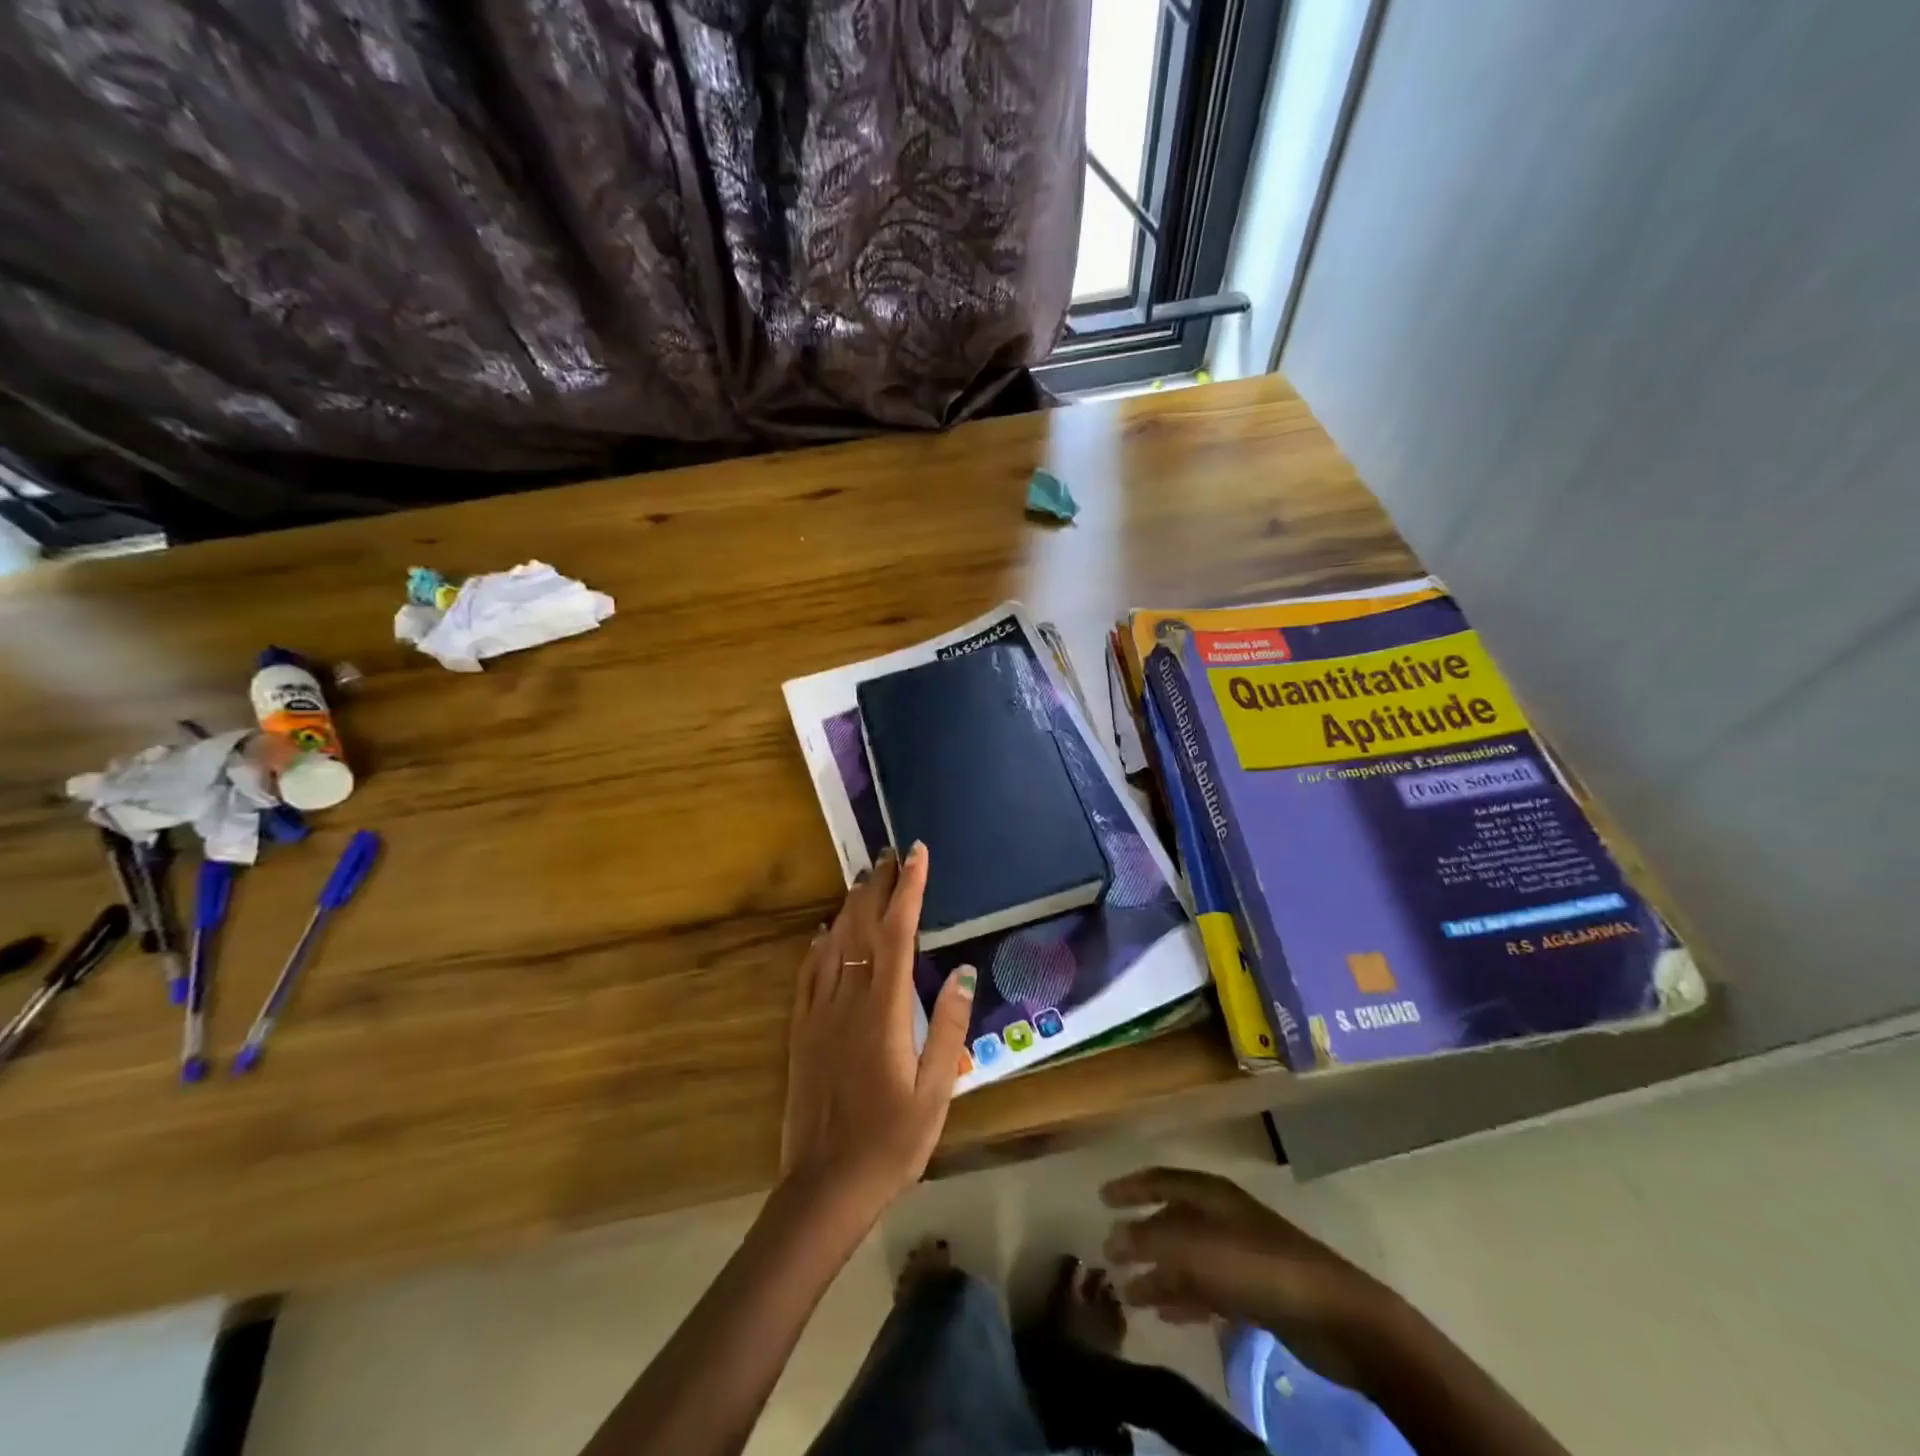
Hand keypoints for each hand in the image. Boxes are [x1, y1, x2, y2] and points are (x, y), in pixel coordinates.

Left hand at [779, 844, 975, 1222]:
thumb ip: (949, 1028)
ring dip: (850, 906)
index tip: (917, 855)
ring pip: (834, 943)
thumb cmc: (891, 1142)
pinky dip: (819, 944)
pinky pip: (809, 974)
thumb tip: (962, 971)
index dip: (909, 889)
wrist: (825, 1186)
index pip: (898, 933)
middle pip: (863, 927)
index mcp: (885, 1010)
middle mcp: (849, 999)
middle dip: (879, 886)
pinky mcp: (801, 1031)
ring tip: (865, 877)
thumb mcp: (936, 1091)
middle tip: (891, 853)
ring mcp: (819, 1013)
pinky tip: (825, 931)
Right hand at [1103, 1167, 1395, 1378]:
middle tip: (1110, 1253)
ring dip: (1158, 1273)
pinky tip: (1164, 1314)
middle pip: (1173, 1220)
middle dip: (1141, 1236)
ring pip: (1187, 1259)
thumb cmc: (1258, 1266)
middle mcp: (1222, 1216)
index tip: (1101, 1197)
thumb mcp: (1197, 1247)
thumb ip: (1151, 1239)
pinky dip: (1183, 1297)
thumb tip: (1112, 1236)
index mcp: (1211, 1193)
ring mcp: (1240, 1254)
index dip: (1131, 1187)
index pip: (1161, 1180)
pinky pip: (1206, 1289)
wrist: (1334, 1315)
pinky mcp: (1254, 1291)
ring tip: (1128, 1293)